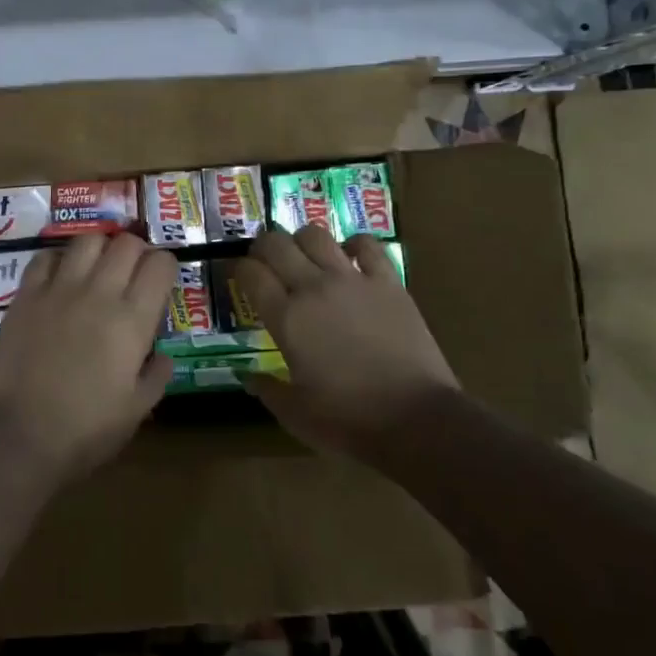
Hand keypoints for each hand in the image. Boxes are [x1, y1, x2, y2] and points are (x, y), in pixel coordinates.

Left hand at [0, 233, 177, 481]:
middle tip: (132, 274)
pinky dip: (59, 259)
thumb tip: (162, 356)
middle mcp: (99, 292)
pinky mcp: (26, 294)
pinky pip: (46, 256)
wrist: (17, 435)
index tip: (161, 282)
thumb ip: (156, 377)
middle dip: (137, 252)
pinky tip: (60, 278)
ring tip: (98, 269)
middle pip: (126, 243)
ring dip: (100, 248)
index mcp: (132, 320)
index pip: (160, 265)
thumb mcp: (135, 412)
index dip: (166, 266)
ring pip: (88, 240)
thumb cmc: (84, 431)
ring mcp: (59, 288)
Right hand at [235, 226, 457, 464]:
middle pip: (276, 244)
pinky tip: (350, 256)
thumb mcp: (295, 414)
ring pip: (316, 235)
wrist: (417, 420)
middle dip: (262, 247)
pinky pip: (367, 245)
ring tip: (303, 256)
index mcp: (286, 318)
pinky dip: (354, 244)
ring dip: (302, 240)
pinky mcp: (388, 283)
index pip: (250, 273)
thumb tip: (246, 377)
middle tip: (265, 262)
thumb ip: (266, 389)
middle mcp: (313, 288)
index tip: (237, 277)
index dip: (237, 270)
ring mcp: (353, 280)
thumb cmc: (349, 420)